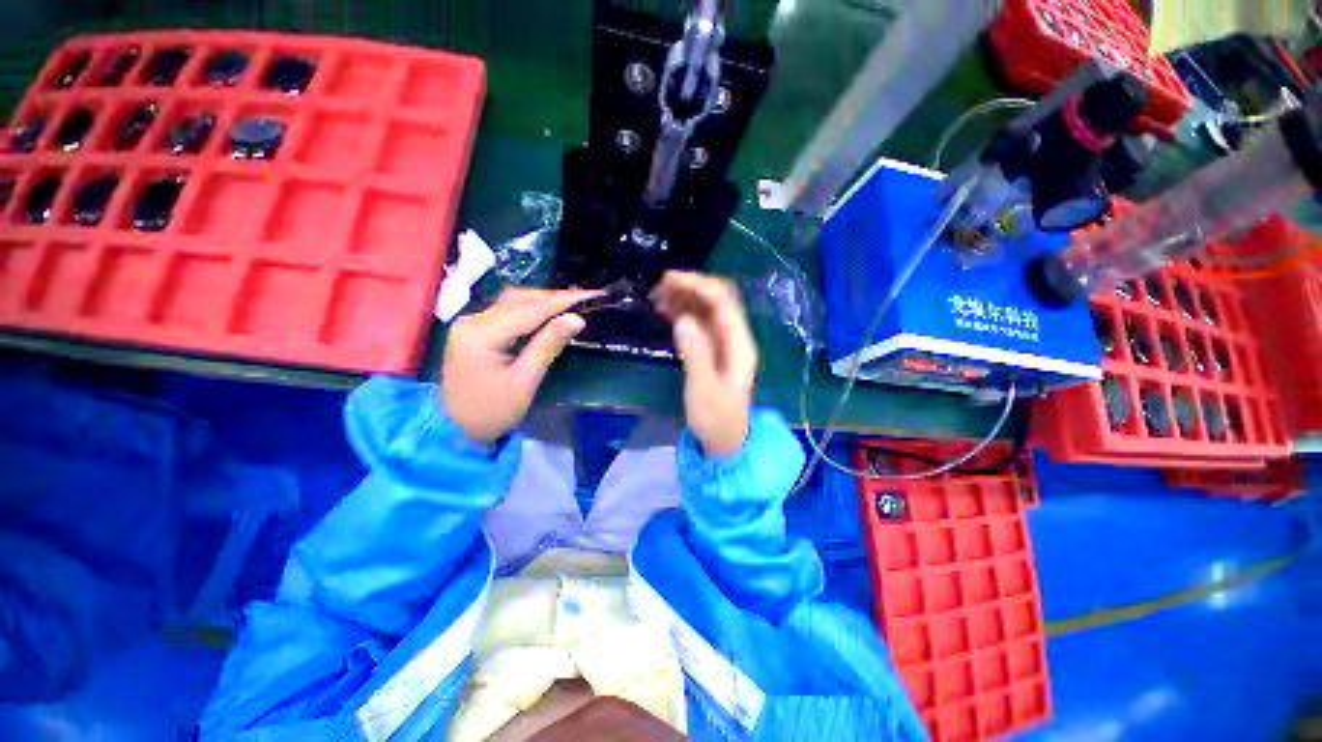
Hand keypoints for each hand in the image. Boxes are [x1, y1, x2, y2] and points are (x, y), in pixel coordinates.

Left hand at [442, 288, 599, 442]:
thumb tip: (576, 318)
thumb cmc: (492, 411)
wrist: (455, 430)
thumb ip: (548, 345)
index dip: (562, 301)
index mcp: (481, 333)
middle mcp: (472, 320)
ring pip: (512, 302)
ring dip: (542, 301)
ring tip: (571, 303)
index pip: (529, 310)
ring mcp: (470, 324)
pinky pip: (506, 312)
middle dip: (553, 298)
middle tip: (585, 298)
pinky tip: (548, 313)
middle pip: (518, 299)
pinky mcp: (474, 331)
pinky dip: (530, 310)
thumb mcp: (525, 381)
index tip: (590, 295)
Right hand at [651, 271, 757, 458]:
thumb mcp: (704, 390)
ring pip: (705, 309)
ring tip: (656, 297)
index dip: (698, 285)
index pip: (723, 302)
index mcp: (739, 344)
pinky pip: (698, 323)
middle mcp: (734, 337)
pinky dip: (682, 313)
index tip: (669, 280)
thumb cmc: (716, 419)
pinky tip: (665, 312)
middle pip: (715, 300)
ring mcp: (722, 343)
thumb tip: (683, 320)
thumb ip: (696, 355)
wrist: (724, 442)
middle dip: (689, 287)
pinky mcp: (711, 350)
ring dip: (684, 298)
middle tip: (658, 287)